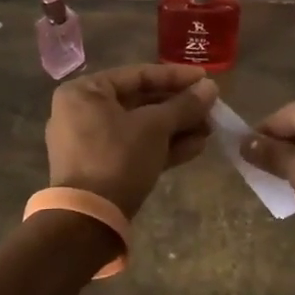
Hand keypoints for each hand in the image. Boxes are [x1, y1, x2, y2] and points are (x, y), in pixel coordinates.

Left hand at [46, 64, 218, 218]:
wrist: (89, 219)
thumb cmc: (117, 157)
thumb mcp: (154, 127)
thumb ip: (184, 105)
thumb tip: (211, 88)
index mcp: (85, 92)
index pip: (137, 75)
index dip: (175, 76)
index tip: (206, 78)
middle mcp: (83, 112)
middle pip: (140, 102)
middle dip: (179, 108)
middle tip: (211, 109)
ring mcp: (91, 143)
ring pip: (141, 128)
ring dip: (176, 128)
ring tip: (210, 130)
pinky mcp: (102, 169)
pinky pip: (136, 148)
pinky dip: (163, 147)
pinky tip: (197, 147)